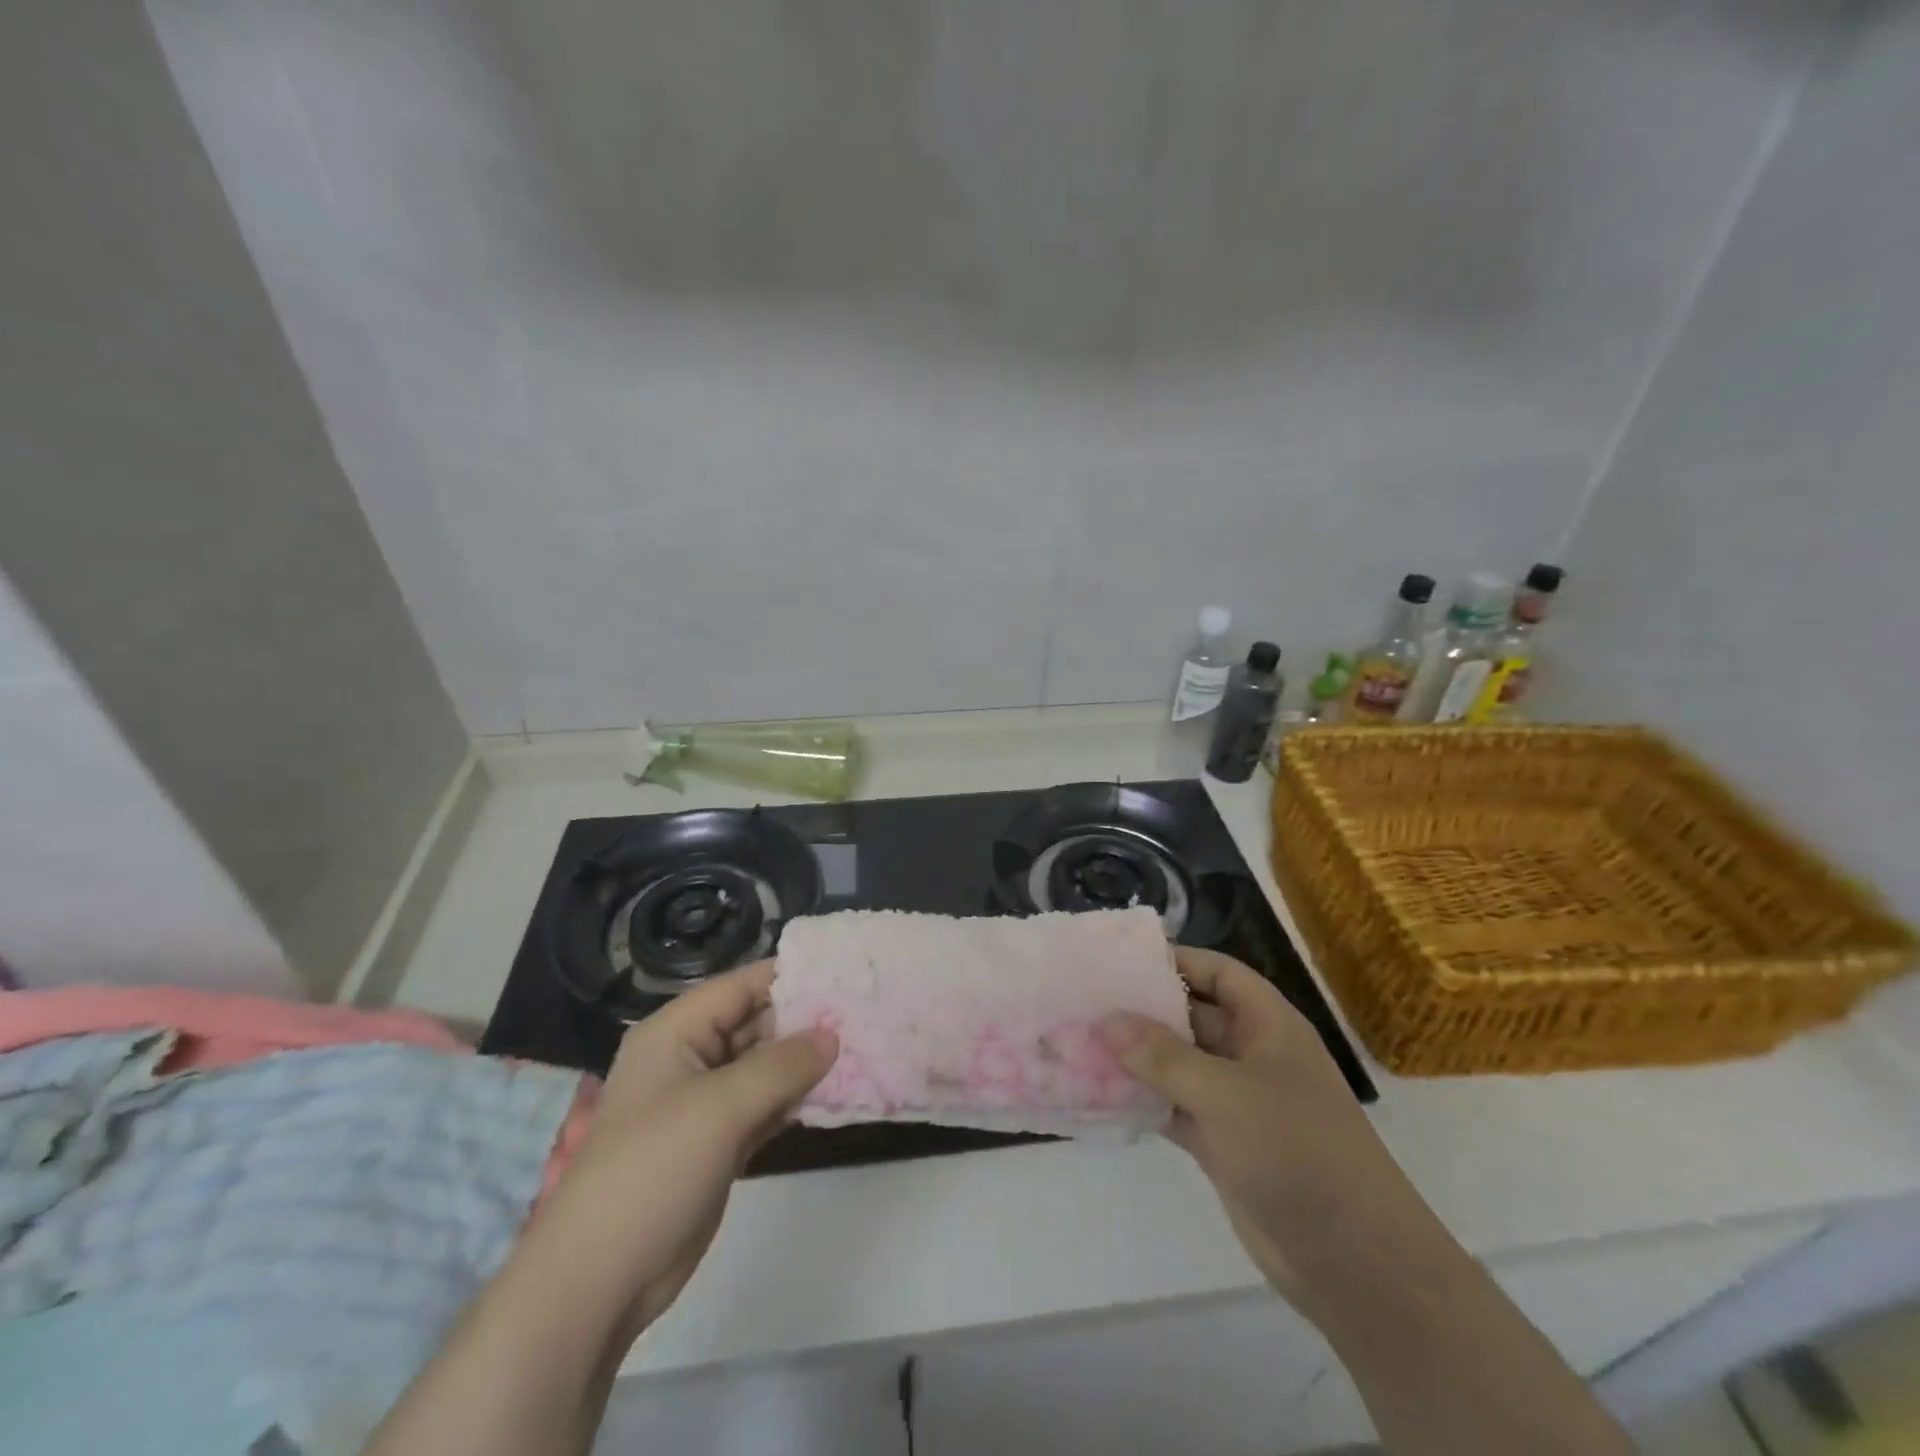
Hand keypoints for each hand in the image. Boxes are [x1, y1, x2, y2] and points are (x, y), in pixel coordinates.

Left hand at [537, 961, 837, 1343]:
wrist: (599, 1280)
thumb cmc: (653, 1169)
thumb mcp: (721, 1106)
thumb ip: (782, 1065)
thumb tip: (833, 1035)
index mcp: (677, 1031)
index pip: (743, 986)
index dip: (792, 976)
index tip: (847, 973)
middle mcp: (691, 1057)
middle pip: (757, 1023)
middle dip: (806, 1020)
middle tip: (865, 1013)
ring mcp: (705, 1102)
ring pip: (765, 1066)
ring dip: (806, 1062)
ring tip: (864, 1046)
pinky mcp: (719, 1141)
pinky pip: (765, 1105)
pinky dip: (795, 1099)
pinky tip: (837, 1092)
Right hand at [1099, 948, 1444, 1317]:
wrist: (1355, 1262)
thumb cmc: (1299, 1152)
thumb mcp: (1227, 1094)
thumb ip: (1163, 1056)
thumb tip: (1107, 1020)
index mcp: (1267, 1025)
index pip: (1218, 972)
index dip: (1176, 960)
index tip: (1120, 960)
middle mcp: (1251, 1054)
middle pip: (1191, 1017)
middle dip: (1143, 1010)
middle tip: (1085, 1001)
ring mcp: (1236, 1101)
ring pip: (1178, 1064)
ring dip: (1136, 1057)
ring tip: (1079, 1042)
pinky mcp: (1223, 1143)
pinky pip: (1174, 1107)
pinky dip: (1143, 1100)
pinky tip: (1100, 1094)